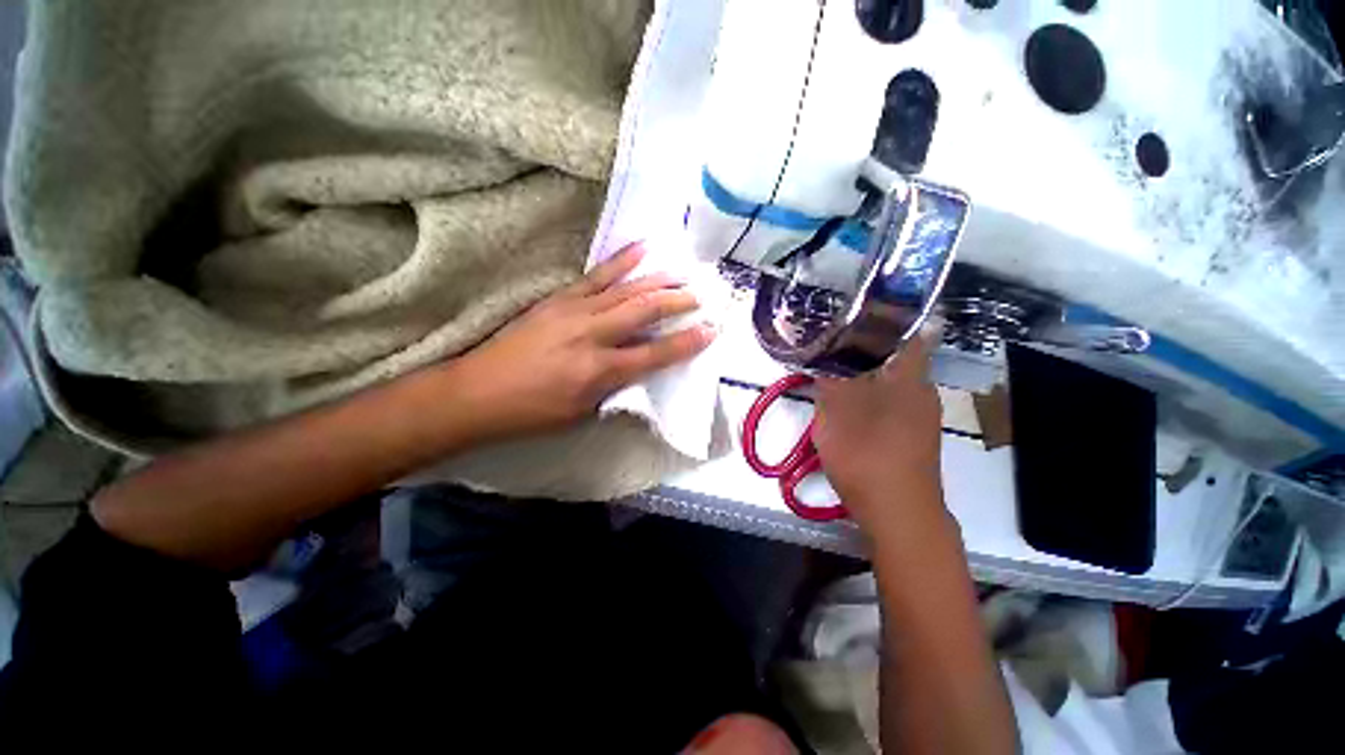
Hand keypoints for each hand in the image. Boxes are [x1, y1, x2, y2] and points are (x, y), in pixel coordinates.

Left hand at [450, 242, 715, 440]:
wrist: (477, 392)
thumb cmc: (533, 412)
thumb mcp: (582, 412)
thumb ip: (616, 387)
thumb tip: (641, 367)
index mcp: (600, 371)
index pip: (655, 355)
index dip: (686, 343)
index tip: (711, 331)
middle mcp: (592, 335)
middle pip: (645, 312)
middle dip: (678, 302)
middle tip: (701, 296)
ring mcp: (574, 311)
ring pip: (626, 289)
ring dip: (658, 279)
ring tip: (682, 271)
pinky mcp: (559, 298)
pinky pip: (597, 275)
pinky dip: (622, 261)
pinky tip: (640, 249)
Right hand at [812, 330, 945, 536]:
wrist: (898, 512)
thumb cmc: (867, 453)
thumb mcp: (838, 409)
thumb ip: (830, 376)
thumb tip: (825, 350)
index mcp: (908, 377)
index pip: (904, 332)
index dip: (881, 320)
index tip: (853, 316)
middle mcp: (921, 391)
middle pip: (894, 357)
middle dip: (864, 349)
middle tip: (832, 346)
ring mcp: (919, 416)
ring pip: (889, 382)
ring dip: (864, 375)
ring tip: (834, 374)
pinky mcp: (911, 437)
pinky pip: (889, 404)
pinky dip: (869, 398)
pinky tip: (849, 408)